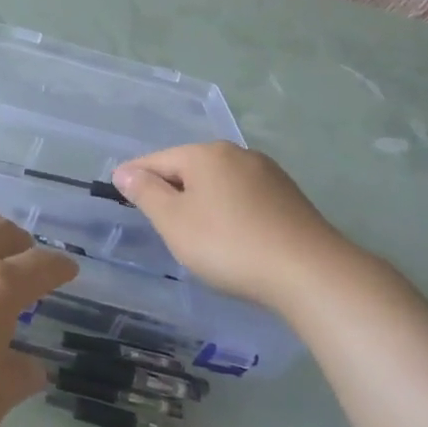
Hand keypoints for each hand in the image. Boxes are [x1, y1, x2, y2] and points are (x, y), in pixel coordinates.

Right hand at [112, 143, 364, 312]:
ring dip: (200, 200)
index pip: (157, 160)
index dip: (135, 176)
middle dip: (170, 188)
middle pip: (190, 167)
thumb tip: (125, 171)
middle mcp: (238, 154)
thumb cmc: (228, 244)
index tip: (117, 192)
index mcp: (206, 154)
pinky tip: (229, 235)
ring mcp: (268, 174)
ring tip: (191, 230)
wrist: (309, 272)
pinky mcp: (289, 197)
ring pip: (219, 182)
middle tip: (155, 218)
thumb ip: (146, 193)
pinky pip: (243, 196)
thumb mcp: (174, 222)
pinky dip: (227, 210)